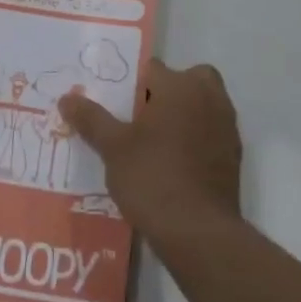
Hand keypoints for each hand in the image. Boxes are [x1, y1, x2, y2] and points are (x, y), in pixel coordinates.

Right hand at [61, 60, 242, 239]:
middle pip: (186, 80)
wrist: (199, 233)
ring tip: (153, 142)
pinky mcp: (233, 155)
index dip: (130, 83)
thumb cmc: (153, 179)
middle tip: (140, 118)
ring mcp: (226, 127)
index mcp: (181, 86)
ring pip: (202, 105)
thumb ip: (91, 119)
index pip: (151, 69)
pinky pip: (210, 132)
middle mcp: (209, 98)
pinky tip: (173, 164)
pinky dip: (196, 139)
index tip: (114, 103)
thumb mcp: (113, 148)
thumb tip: (66, 98)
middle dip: (166, 92)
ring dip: (183, 114)